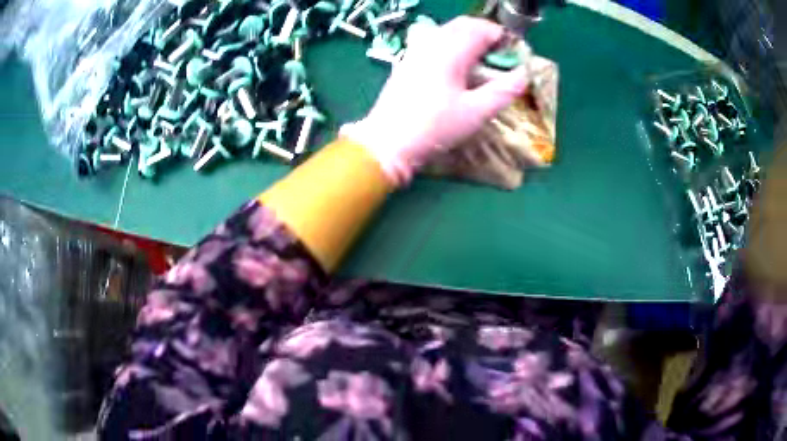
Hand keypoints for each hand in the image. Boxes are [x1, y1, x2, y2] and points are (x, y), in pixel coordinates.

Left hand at [341, 16, 529, 185]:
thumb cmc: (435, 128)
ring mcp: (416, 50)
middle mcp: (431, 43)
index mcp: (450, 51)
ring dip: (468, 37)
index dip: (501, 36)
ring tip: (481, 60)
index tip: (514, 53)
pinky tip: (456, 66)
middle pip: (463, 24)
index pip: (481, 28)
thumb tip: (525, 74)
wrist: (389, 142)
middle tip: (500, 55)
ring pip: (447, 30)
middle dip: (486, 34)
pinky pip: (433, 40)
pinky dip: (451, 44)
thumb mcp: (476, 112)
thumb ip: (504, 90)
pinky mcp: (407, 60)